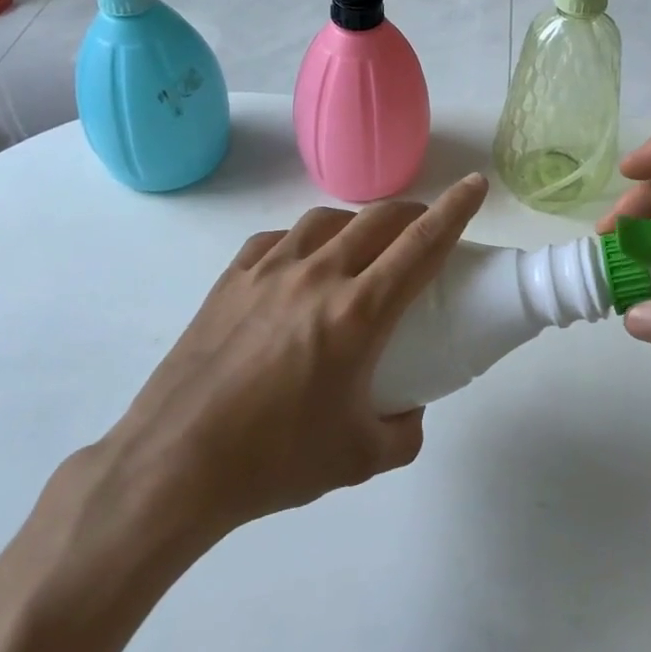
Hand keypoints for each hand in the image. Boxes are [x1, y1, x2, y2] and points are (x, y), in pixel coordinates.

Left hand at [96, 174, 488, 547]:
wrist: (174, 465)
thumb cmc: (274, 461)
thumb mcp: (359, 458)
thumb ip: (403, 432)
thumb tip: (410, 409)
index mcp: (357, 313)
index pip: (422, 245)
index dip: (455, 210)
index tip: (476, 186)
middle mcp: (317, 276)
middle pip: (378, 220)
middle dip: (413, 213)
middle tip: (424, 228)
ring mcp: (268, 270)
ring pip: (326, 220)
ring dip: (357, 223)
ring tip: (362, 247)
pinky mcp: (231, 278)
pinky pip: (278, 240)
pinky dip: (304, 241)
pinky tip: (300, 265)